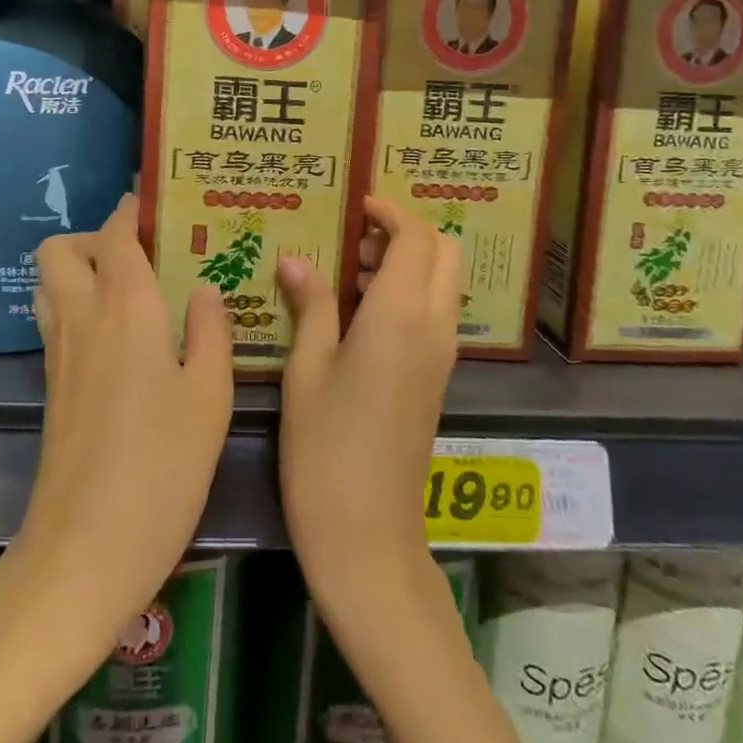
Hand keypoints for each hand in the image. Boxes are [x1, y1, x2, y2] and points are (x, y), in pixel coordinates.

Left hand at [7, 195, 233, 645]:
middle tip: (146, 255)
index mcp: (125, 309)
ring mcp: (60, 354)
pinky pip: (57, 320)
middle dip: (96, 237)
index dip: (132, 209)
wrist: (85, 550)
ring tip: (137, 289)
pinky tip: (128, 338)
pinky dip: (81, 307)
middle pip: (62, 250)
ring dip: (83, 270)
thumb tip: (205, 290)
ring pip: (51, 284)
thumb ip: (211, 333)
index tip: (160, 201)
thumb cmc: (161, 468)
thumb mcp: (209, 398)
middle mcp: (83, 319)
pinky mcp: (53, 387)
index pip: (115, 234)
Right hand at [276, 195, 461, 615]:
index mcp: (400, 317)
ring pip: (444, 282)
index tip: (356, 207)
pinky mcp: (438, 378)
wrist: (368, 534)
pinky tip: (361, 315)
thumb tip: (297, 259)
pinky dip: (411, 293)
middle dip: (406, 233)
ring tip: (350, 277)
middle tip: (353, 244)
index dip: (390, 213)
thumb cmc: (324, 449)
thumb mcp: (307, 369)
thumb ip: (311, 305)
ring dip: (409, 262)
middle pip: (444, 252)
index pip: (415, 238)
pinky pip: (437, 313)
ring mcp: (442, 355)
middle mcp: (433, 327)